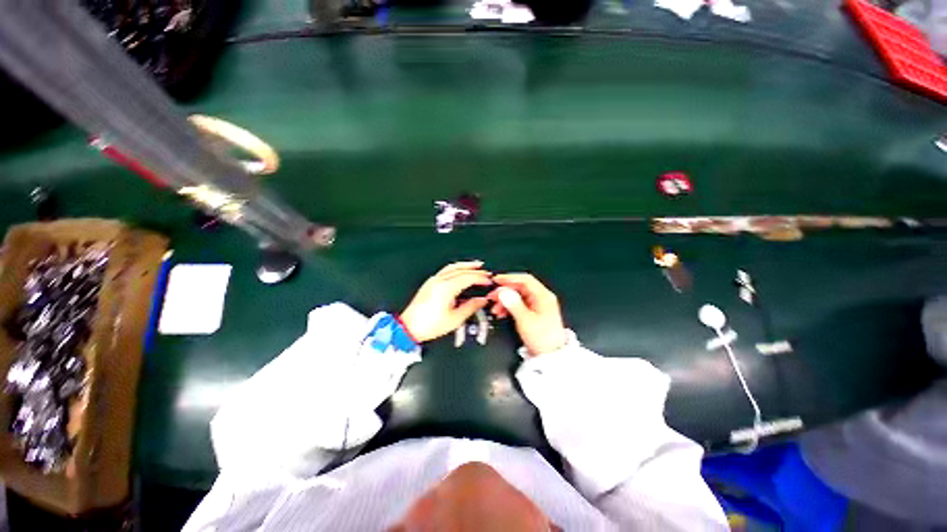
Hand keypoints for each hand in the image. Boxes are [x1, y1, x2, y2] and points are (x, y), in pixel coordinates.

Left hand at [400, 261, 492, 342]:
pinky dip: (456, 268)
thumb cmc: (428, 325)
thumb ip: (471, 307)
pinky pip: (445, 270)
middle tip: (486, 272)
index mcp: (446, 288)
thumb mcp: (455, 319)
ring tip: (475, 265)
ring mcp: (433, 281)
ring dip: (465, 265)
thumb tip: (481, 300)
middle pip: (461, 270)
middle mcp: (439, 281)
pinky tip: (460, 271)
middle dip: (475, 270)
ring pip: (452, 267)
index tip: (488, 280)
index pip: (468, 277)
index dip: (480, 278)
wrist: (409, 327)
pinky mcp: (430, 283)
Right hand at [490, 273, 566, 356]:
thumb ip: (513, 304)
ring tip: (495, 309)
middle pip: (520, 287)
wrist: (551, 356)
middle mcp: (541, 297)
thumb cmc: (541, 337)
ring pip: (517, 296)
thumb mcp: (525, 320)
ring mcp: (537, 304)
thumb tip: (503, 291)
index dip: (509, 278)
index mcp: (543, 295)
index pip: (525, 279)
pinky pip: (518, 304)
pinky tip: (501, 313)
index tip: (496, 280)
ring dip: (504, 300)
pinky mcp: (533, 312)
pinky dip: (509, 307)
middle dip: (504, 291)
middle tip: (491, 296)